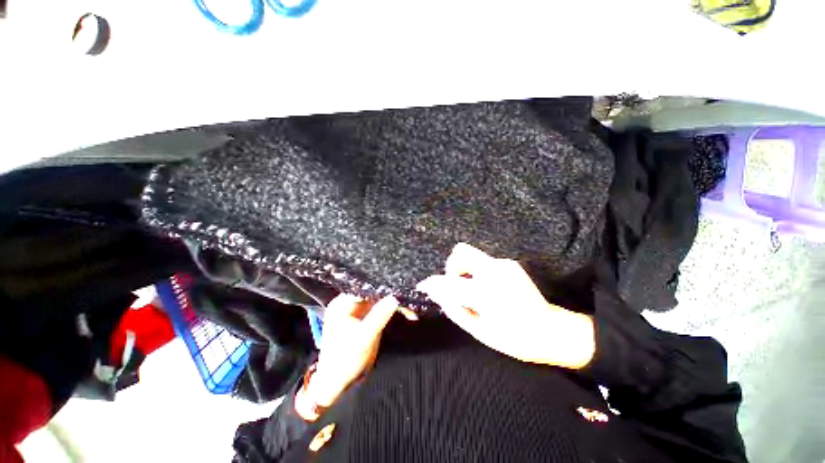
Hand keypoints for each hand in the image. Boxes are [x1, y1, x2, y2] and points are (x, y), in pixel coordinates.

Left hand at [308, 294, 398, 407]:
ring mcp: (358, 309)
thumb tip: (394, 298)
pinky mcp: (365, 316)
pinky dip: (392, 310)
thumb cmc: (345, 360)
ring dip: (394, 302)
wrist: (337, 382)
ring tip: (409, 307)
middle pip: (373, 291)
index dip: (382, 287)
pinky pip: (381, 307)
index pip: (365, 287)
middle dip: (391, 295)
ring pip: (379, 299)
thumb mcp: (364, 338)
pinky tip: (405, 312)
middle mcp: (349, 302)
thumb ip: (378, 317)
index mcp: (342, 304)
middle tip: (408, 299)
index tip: (399, 289)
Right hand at [417, 243, 594, 368]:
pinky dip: (477, 272)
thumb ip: (455, 309)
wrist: (551, 330)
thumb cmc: (515, 338)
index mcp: (486, 293)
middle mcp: (494, 271)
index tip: (424, 286)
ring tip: (472, 290)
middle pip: (461, 251)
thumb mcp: (480, 331)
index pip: (449, 281)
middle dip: (452, 267)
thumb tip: (437, 294)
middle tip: (456, 286)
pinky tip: (486, 288)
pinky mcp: (509, 264)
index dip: (433, 283)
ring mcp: (504, 264)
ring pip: (472, 255)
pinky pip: (483, 262)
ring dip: (465, 269)